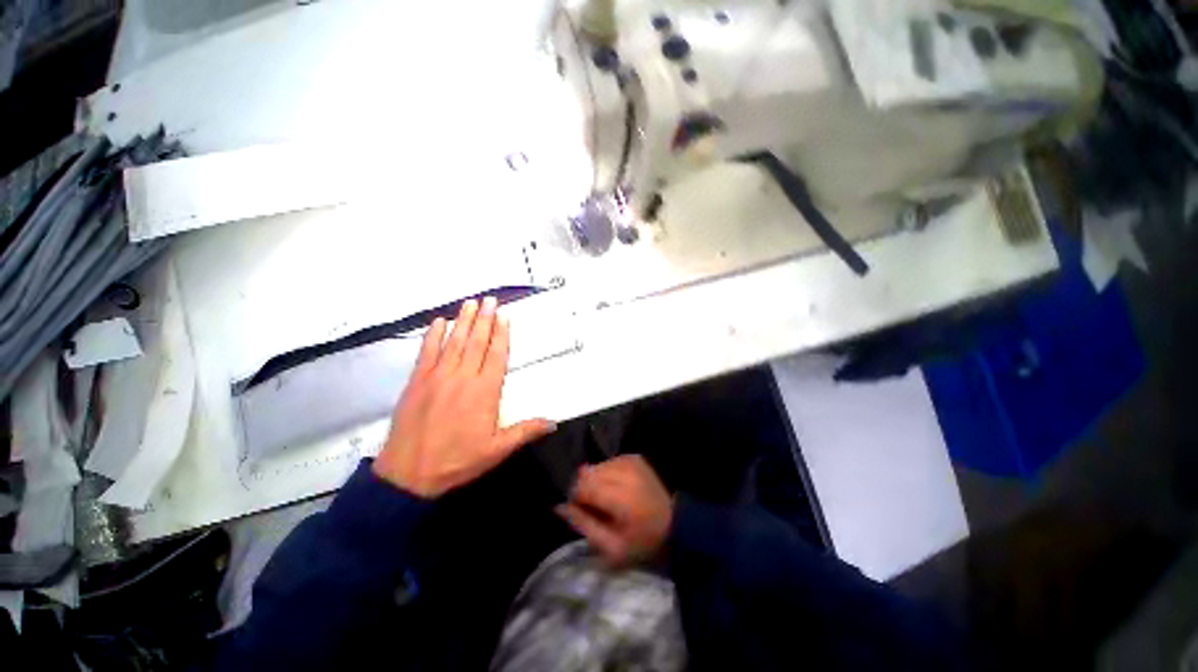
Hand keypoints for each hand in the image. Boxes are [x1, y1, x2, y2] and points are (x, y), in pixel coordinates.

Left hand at [373, 297, 555, 497]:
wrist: (408, 474)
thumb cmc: (457, 461)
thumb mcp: (497, 450)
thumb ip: (526, 431)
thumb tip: (554, 422)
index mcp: (485, 391)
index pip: (496, 355)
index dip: (501, 334)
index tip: (504, 315)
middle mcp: (463, 377)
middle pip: (476, 342)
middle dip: (484, 319)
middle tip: (489, 300)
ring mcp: (437, 376)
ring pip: (454, 342)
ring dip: (463, 321)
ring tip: (470, 303)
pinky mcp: (417, 381)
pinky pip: (426, 352)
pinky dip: (433, 335)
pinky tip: (439, 322)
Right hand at [556, 455, 673, 566]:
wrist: (673, 524)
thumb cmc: (641, 542)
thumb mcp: (610, 548)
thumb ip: (583, 524)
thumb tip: (558, 505)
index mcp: (622, 498)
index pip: (583, 487)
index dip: (574, 498)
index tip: (578, 510)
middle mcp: (626, 473)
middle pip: (588, 473)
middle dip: (584, 488)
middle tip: (592, 506)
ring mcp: (631, 461)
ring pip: (596, 465)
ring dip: (594, 480)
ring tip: (604, 498)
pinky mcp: (633, 457)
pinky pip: (607, 461)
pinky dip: (604, 473)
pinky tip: (612, 486)